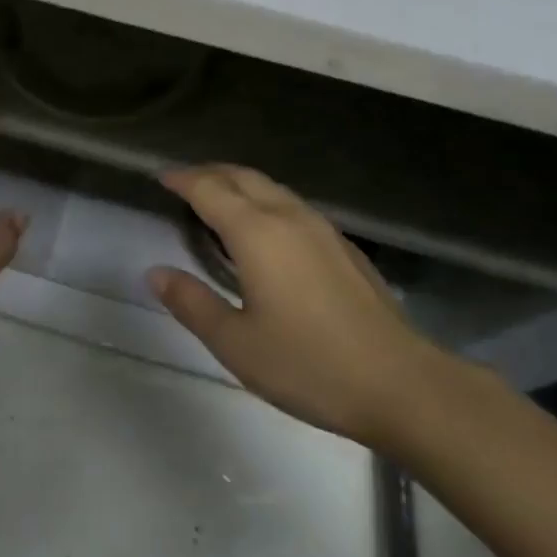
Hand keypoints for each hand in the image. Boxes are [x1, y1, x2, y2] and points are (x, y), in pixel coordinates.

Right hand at [149, 165, 447, 449]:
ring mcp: (322, 228)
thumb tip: (155, 273)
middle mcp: (288, 217)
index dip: (182, 179)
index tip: (160, 176)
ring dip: (239, 183)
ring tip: (219, 199)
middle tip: (184, 182)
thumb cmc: (310, 365)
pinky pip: (292, 205)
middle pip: (242, 176)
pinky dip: (265, 201)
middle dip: (209, 172)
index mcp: (257, 233)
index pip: (209, 189)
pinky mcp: (343, 246)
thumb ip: (192, 303)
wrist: (401, 383)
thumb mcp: (236, 344)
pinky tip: (266, 230)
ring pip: (271, 188)